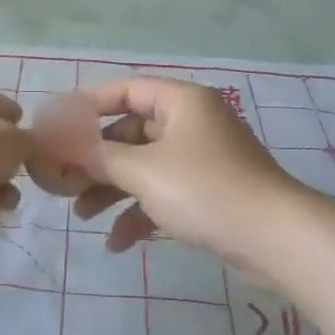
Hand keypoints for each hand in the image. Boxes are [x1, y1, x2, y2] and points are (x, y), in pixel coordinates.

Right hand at [65, 78, 302, 272]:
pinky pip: (165, 194)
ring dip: (113, 190)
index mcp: (182, 102)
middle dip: (98, 159)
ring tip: (83, 216)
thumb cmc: (204, 190)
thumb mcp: (143, 171)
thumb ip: (100, 156)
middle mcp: (193, 123)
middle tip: (66, 180)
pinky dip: (140, 213)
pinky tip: (117, 244)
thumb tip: (64, 144)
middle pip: (133, 132)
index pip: (128, 89)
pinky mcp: (210, 194)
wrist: (274, 239)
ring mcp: (203, 160)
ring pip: (146, 167)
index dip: (91, 104)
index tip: (60, 123)